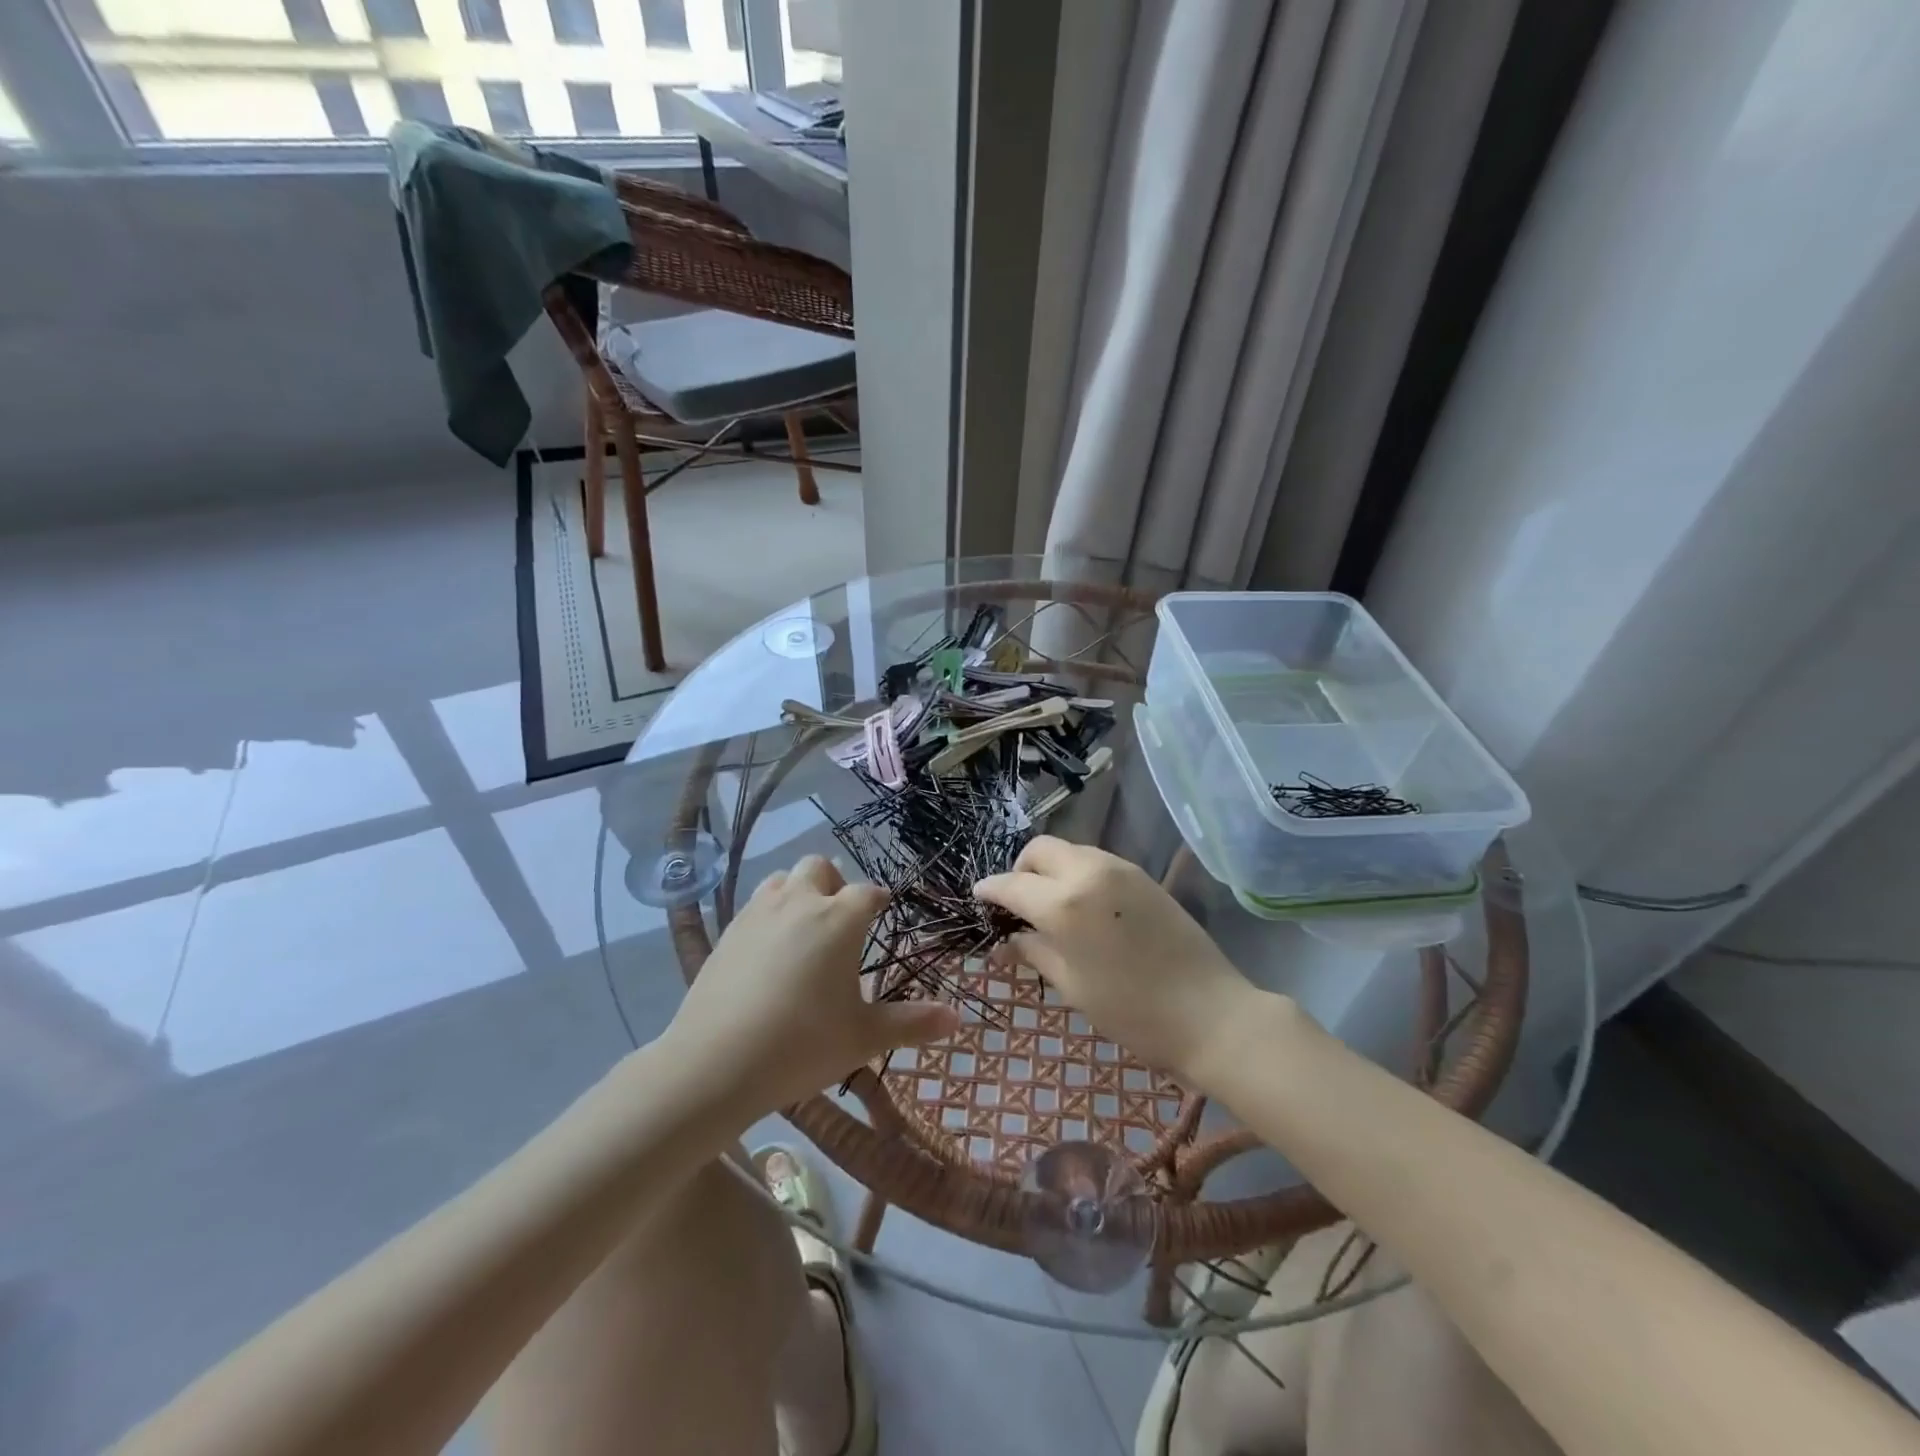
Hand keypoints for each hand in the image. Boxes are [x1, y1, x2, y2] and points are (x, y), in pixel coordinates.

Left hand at [666, 855, 958, 1116]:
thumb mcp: (864, 1037)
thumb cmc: (802, 1044)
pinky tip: (768, 951)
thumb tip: (957, 1018)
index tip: (883, 911)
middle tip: (840, 920)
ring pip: (782, 880)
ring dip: (798, 892)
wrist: (715, 1063)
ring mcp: (759, 913)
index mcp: (839, 919)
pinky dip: (769, 914)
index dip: (878, 900)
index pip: (868, 893)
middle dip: (834, 884)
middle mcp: (800, 902)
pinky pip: (755, 905)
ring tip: (804, 929)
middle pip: (819, 868)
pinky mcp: (728, 931)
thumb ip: (912, 1023)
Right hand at [974, 837, 1259, 1087]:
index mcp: (1065, 903)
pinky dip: (1077, 873)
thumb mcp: (1073, 986)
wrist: (1211, 1014)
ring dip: (1050, 870)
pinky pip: (1096, 861)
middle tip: (1018, 905)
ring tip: (1051, 907)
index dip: (990, 890)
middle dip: (1021, 870)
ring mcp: (1120, 869)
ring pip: (1070, 850)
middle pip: (1039, 850)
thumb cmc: (1133, 1011)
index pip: (1012, 884)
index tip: (978, 898)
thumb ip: (1035, 953)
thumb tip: (1004, 944)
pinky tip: (1083, 907)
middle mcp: (1089, 872)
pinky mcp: (1143, 876)